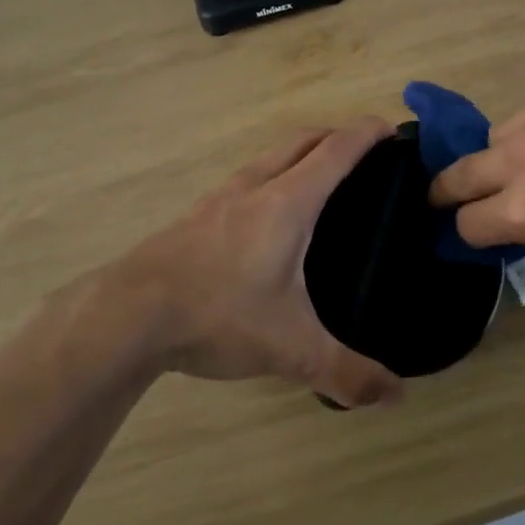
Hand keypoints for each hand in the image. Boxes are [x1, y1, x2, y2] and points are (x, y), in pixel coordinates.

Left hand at [95, 120, 404, 408]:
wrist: (128, 315)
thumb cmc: (218, 315)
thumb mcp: (290, 349)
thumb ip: (347, 372)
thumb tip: (396, 395)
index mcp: (287, 203)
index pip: (336, 151)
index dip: (366, 134)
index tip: (391, 129)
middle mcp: (254, 187)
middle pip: (302, 141)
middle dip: (336, 136)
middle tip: (363, 153)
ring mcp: (219, 198)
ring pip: (269, 157)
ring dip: (299, 154)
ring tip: (317, 180)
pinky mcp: (194, 216)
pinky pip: (244, 180)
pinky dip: (269, 178)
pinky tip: (263, 216)